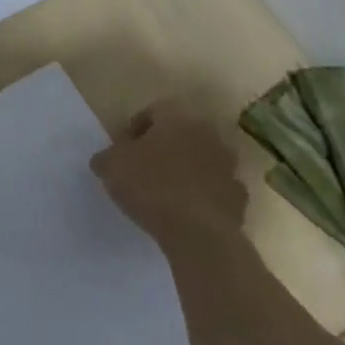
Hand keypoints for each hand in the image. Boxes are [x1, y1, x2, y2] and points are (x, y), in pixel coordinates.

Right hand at [92, 100, 247, 249]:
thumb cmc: (150, 186)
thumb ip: (107, 157)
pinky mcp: (239, 198)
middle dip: (163, 148)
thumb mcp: (110, 167)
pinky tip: (183, 212)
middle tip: (143, 168)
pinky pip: (214, 189)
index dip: (136, 128)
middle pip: (181, 134)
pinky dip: (201, 196)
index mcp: (177, 119)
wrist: (199, 233)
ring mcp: (228, 167)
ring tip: (163, 193)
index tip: (123, 149)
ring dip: (185, 171)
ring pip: (201, 161)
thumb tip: (106, 159)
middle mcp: (208, 135)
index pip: (155, 110)